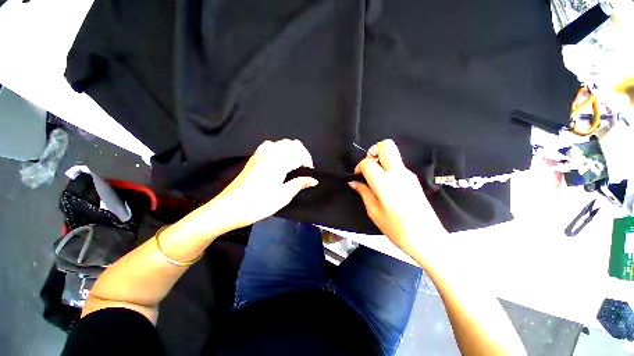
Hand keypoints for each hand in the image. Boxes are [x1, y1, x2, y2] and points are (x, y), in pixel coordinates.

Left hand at [208, 139, 317, 230]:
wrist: (229, 208)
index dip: (308, 161)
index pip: (300, 153)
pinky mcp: (254, 158)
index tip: (309, 173)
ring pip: (282, 142)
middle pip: (293, 144)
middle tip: (303, 169)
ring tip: (293, 164)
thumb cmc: (258, 204)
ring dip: (292, 150)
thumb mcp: (282, 197)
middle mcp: (271, 154)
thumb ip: (299, 184)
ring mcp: (260, 154)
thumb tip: (313, 180)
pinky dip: (279, 148)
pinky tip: (278, 159)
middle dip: (302, 154)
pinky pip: (270, 145)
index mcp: (279, 163)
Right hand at [349, 139, 447, 254]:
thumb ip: (363, 192)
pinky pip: (398, 166)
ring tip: (375, 180)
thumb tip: (354, 182)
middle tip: (369, 167)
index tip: (358, 176)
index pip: (368, 162)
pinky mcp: (414, 179)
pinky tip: (386, 186)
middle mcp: (398, 173)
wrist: (427, 239)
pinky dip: (388, 169)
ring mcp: (409, 175)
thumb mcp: (374, 211)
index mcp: (385, 182)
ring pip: (393, 155)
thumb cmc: (396, 228)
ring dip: (381, 162)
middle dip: (373, 151)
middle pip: (386, 146)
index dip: (359, 166)